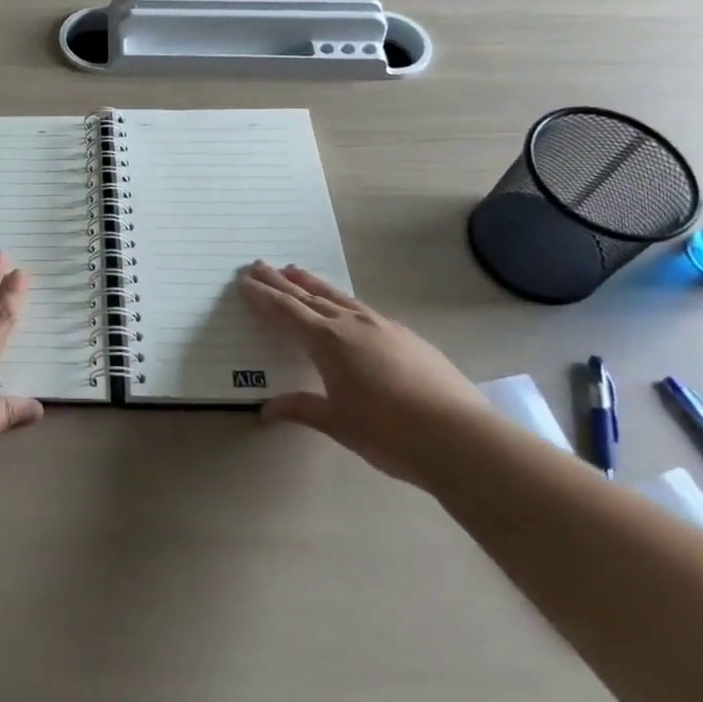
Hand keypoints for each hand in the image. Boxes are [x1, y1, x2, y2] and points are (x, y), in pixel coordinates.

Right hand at [239, 262, 489, 484]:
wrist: (458, 436)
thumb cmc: (388, 433)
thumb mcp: (337, 423)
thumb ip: (301, 409)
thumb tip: (266, 410)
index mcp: (326, 342)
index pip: (285, 311)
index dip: (263, 296)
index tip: (244, 281)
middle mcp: (349, 324)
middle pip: (307, 295)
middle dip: (279, 281)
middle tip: (258, 265)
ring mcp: (381, 326)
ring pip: (337, 296)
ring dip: (311, 282)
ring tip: (294, 270)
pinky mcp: (405, 335)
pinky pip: (362, 307)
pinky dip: (341, 300)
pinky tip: (345, 306)